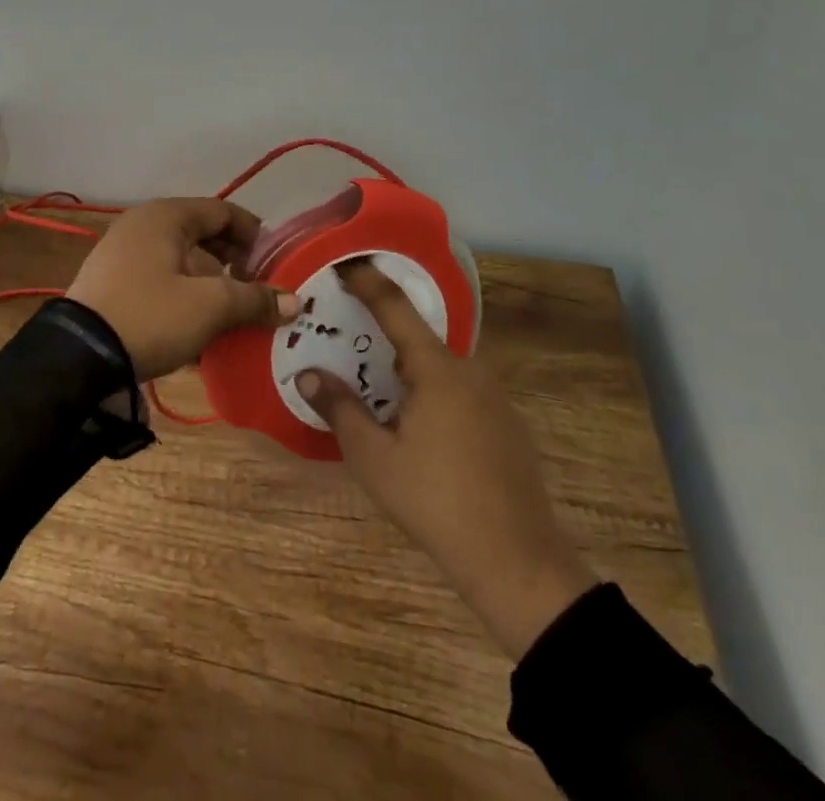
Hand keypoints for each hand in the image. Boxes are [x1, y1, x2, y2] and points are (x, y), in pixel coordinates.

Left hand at [66, 198, 300, 381]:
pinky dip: (183, 300)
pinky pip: (160, 283)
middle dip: (233, 266)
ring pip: (181, 263)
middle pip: (202, 237)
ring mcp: (123, 254)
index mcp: (166, 216)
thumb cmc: (151, 316)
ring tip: (232, 320)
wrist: (79, 357)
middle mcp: (143, 226)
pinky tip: (198, 335)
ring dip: (210, 288)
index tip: (275, 264)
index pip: (222, 211)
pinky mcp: (114, 284)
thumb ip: (254, 299)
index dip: (253, 235)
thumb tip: (296, 302)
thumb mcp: (210, 307)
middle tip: (257, 293)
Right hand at [296, 261, 595, 658]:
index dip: (368, 281)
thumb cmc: (436, 502)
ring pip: (441, 367)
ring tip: (377, 386)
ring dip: (409, 368)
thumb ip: (339, 409)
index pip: (395, 307)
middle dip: (384, 334)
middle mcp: (470, 371)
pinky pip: (460, 390)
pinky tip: (418, 425)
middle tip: (350, 339)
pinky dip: (433, 391)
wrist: (518, 563)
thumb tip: (307, 374)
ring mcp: (494, 398)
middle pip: (419, 338)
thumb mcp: (374, 458)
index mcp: (437, 369)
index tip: (345, 262)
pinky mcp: (507, 425)